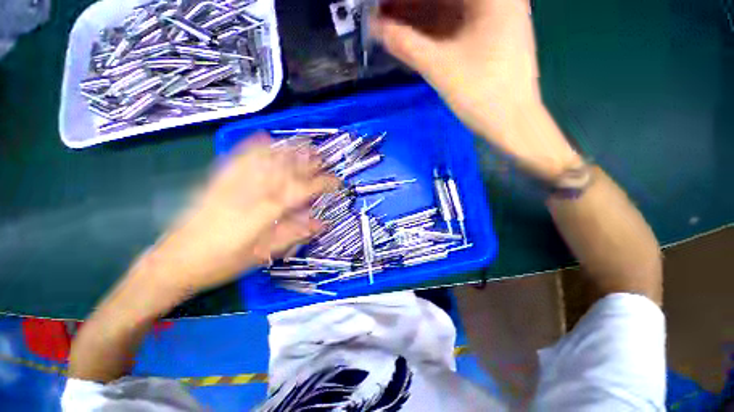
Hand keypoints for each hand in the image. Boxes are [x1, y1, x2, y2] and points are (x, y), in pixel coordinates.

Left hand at [136, 134, 339, 297]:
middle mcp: (249, 192)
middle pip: (284, 170)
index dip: (322, 184)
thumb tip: (320, 224)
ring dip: (287, 150)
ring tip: (303, 144)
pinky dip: (253, 145)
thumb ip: (293, 234)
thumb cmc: (222, 263)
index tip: (336, 182)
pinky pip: (237, 157)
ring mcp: (230, 183)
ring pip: (264, 159)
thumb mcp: (263, 254)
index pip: (301, 191)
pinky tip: (265, 137)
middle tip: (323, 158)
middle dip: (307, 162)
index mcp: (263, 212)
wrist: (175, 260)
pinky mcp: (216, 180)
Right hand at [373, 0, 581, 179]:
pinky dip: (433, 29)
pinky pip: (456, 24)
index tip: (384, 5)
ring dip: (419, 15)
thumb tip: (375, 27)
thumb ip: (406, 45)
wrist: (511, 123)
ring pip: (450, 7)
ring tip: (391, 25)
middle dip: (412, 4)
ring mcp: (495, 16)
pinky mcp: (490, 36)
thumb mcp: (440, 68)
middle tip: (383, 15)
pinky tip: (413, 36)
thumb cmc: (482, 94)